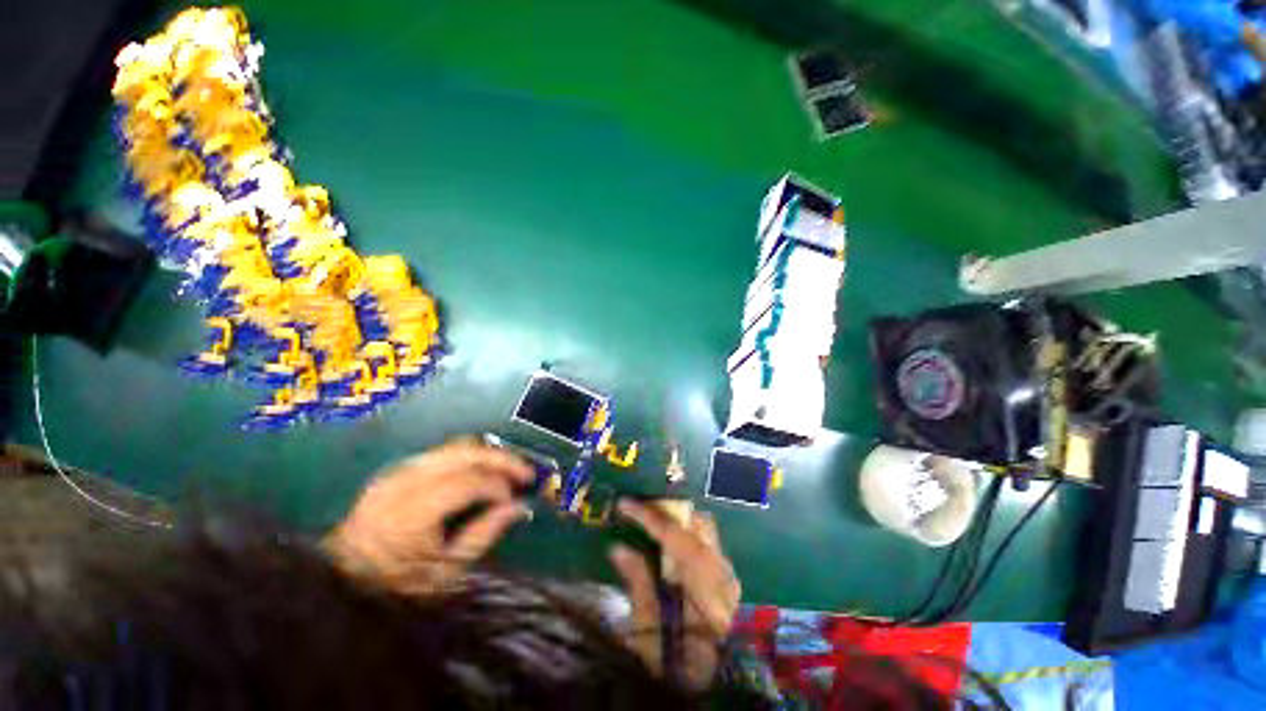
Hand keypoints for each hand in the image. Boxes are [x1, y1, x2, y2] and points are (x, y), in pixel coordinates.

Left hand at [327, 439, 533, 592]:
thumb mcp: (447, 570)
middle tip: (525, 472)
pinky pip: (442, 452)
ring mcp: (397, 471)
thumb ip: (486, 532)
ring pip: (455, 446)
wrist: (339, 584)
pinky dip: (468, 457)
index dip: (499, 486)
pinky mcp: (396, 470)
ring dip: (487, 454)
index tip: (516, 499)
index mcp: (413, 512)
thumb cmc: (395, 586)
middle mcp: (404, 481)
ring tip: (507, 469)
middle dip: (501, 459)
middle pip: (465, 452)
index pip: (470, 481)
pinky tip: (481, 470)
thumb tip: (521, 507)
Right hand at [609, 500, 741, 688]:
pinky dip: (684, 534)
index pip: (676, 537)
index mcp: (704, 590)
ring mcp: (728, 575)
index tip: (624, 504)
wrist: (719, 690)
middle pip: (697, 523)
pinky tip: (666, 543)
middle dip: (667, 510)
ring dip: (676, 520)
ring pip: (702, 529)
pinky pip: (705, 542)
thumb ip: (638, 586)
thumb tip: (618, 547)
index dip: (648, 516)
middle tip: (638, 509)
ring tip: (648, 521)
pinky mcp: (727, 579)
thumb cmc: (680, 668)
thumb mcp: (651, 635)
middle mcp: (722, 574)